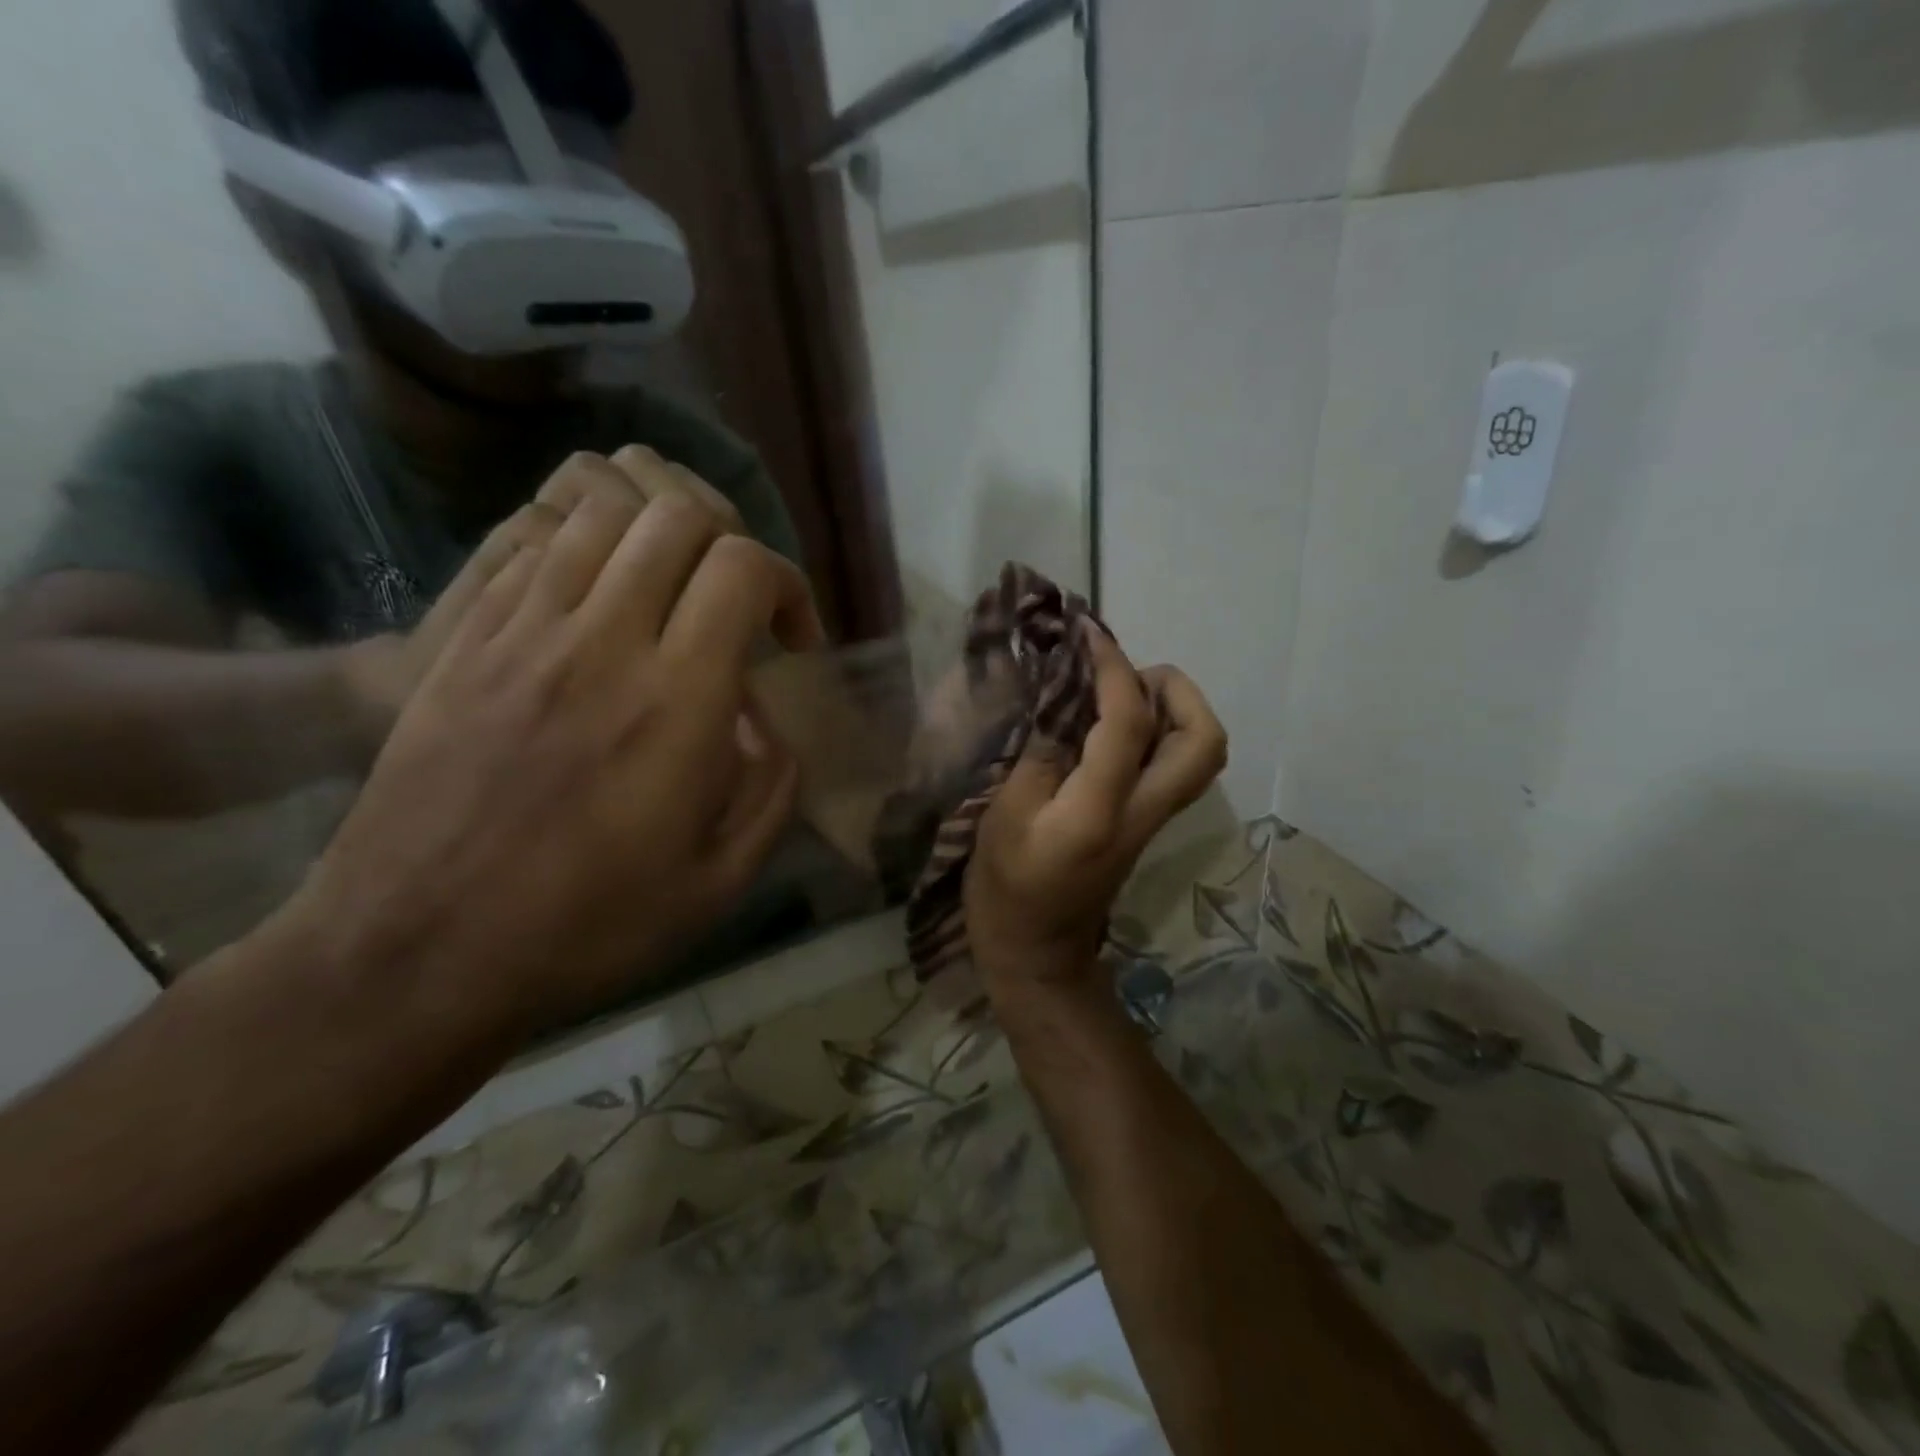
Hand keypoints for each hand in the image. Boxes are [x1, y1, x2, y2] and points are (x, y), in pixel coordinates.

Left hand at [285, 450, 824, 1035]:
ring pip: (603, 512)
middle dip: (730, 543)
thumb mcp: (720, 882)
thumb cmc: (585, 929)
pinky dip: (587, 549)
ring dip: (657, 535)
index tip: (791, 641)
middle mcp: (602, 643)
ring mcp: (522, 632)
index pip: (743, 568)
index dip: (787, 585)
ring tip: (669, 593)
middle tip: (735, 606)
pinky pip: (533, 546)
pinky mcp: (465, 639)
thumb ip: (772, 789)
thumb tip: (766, 723)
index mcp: (676, 704)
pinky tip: (599, 607)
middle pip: (677, 515)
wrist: (414, 954)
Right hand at [964, 629, 1226, 1003]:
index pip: (1127, 722)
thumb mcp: (1004, 817)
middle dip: (1179, 691)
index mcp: (1100, 810)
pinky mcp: (1145, 824)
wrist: (1038, 954)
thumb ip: (1040, 756)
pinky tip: (1112, 722)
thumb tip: (1066, 706)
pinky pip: (1171, 765)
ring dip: (1175, 709)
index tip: (1088, 633)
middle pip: (1203, 742)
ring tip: (1122, 691)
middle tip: (1129, 671)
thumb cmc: (1007, 890)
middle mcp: (1142, 811)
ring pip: (1198, 754)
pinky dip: (1157, 730)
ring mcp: (1151, 820)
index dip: (1112, 668)